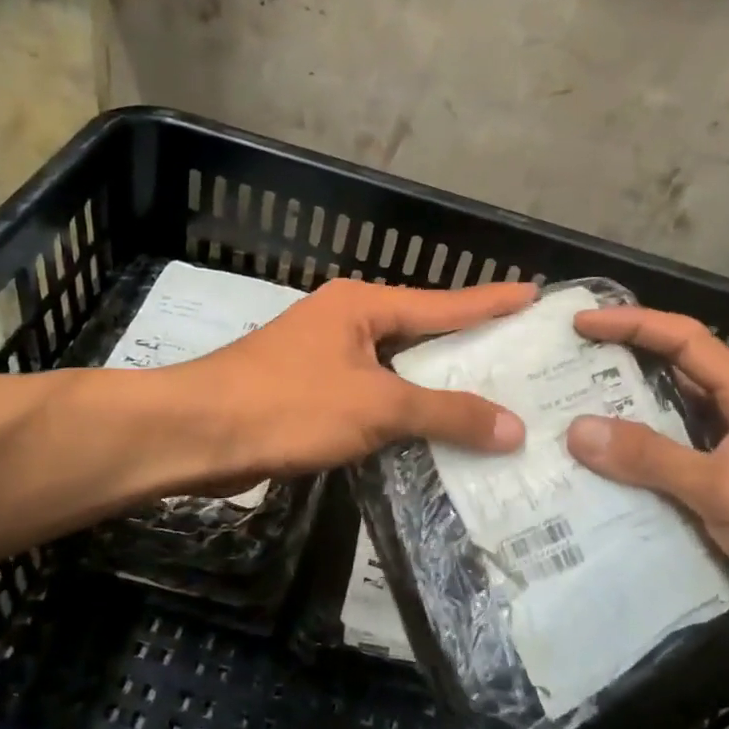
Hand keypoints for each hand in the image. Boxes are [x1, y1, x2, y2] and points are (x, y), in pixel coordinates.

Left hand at [176, 278, 533, 481]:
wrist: (195, 434)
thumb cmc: (288, 405)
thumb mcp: (376, 407)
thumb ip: (445, 414)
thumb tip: (513, 427)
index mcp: (363, 305)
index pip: (444, 303)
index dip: (491, 301)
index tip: (534, 294)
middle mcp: (346, 323)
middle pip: (422, 334)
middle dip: (469, 349)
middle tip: (522, 359)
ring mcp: (324, 358)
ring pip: (396, 371)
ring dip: (436, 389)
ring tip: (490, 400)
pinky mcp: (308, 394)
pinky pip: (372, 398)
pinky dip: (402, 414)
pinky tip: (430, 434)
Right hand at [563, 308, 728, 613]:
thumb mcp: (727, 490)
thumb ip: (653, 458)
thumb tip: (577, 429)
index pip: (684, 339)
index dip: (632, 324)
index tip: (581, 325)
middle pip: (673, 373)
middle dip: (619, 366)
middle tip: (563, 371)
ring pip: (671, 419)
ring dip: (626, 416)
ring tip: (570, 417)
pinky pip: (674, 459)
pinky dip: (640, 459)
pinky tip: (606, 472)